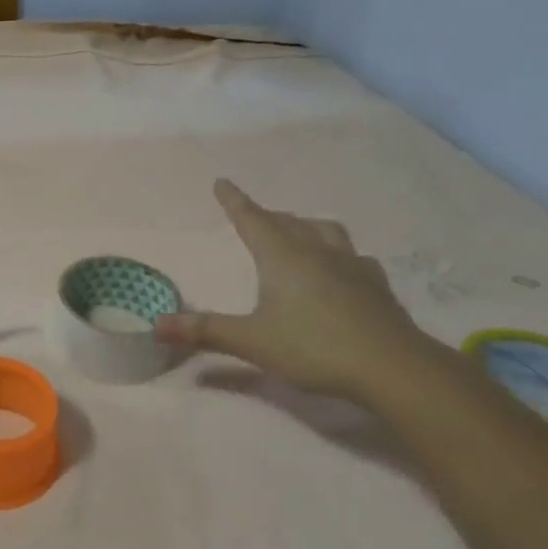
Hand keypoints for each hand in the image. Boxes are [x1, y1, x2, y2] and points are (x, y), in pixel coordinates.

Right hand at [154, 179, 428, 401]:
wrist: (392, 366)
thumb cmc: (313, 347)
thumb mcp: (251, 341)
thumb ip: (204, 330)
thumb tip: (156, 324)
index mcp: (281, 256)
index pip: (251, 219)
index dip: (234, 201)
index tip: (223, 182)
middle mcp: (315, 250)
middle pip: (287, 222)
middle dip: (267, 216)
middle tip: (254, 216)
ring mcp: (350, 264)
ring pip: (324, 231)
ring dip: (305, 226)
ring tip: (298, 231)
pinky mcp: (376, 284)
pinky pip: (353, 256)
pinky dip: (338, 253)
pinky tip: (342, 267)